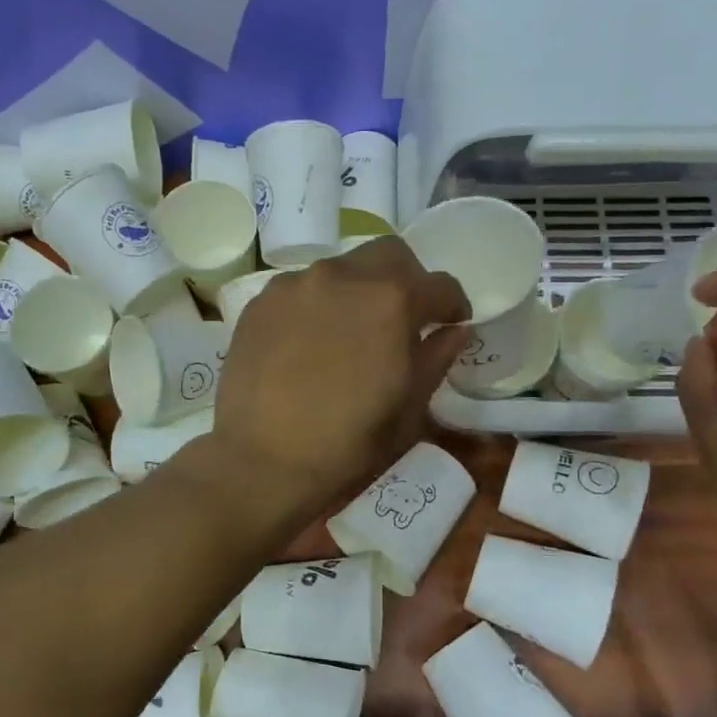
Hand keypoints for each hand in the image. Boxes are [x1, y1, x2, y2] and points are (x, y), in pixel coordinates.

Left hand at [213, 237, 470, 517]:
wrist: (262, 460)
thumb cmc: (348, 443)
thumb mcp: (408, 408)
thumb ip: (436, 358)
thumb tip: (455, 331)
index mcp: (391, 300)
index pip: (439, 285)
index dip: (453, 305)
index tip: (451, 323)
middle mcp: (343, 276)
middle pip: (389, 256)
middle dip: (407, 280)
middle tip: (404, 318)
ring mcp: (296, 285)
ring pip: (341, 269)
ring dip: (358, 291)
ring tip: (350, 334)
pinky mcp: (260, 302)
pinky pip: (301, 289)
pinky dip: (317, 306)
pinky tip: (309, 343)